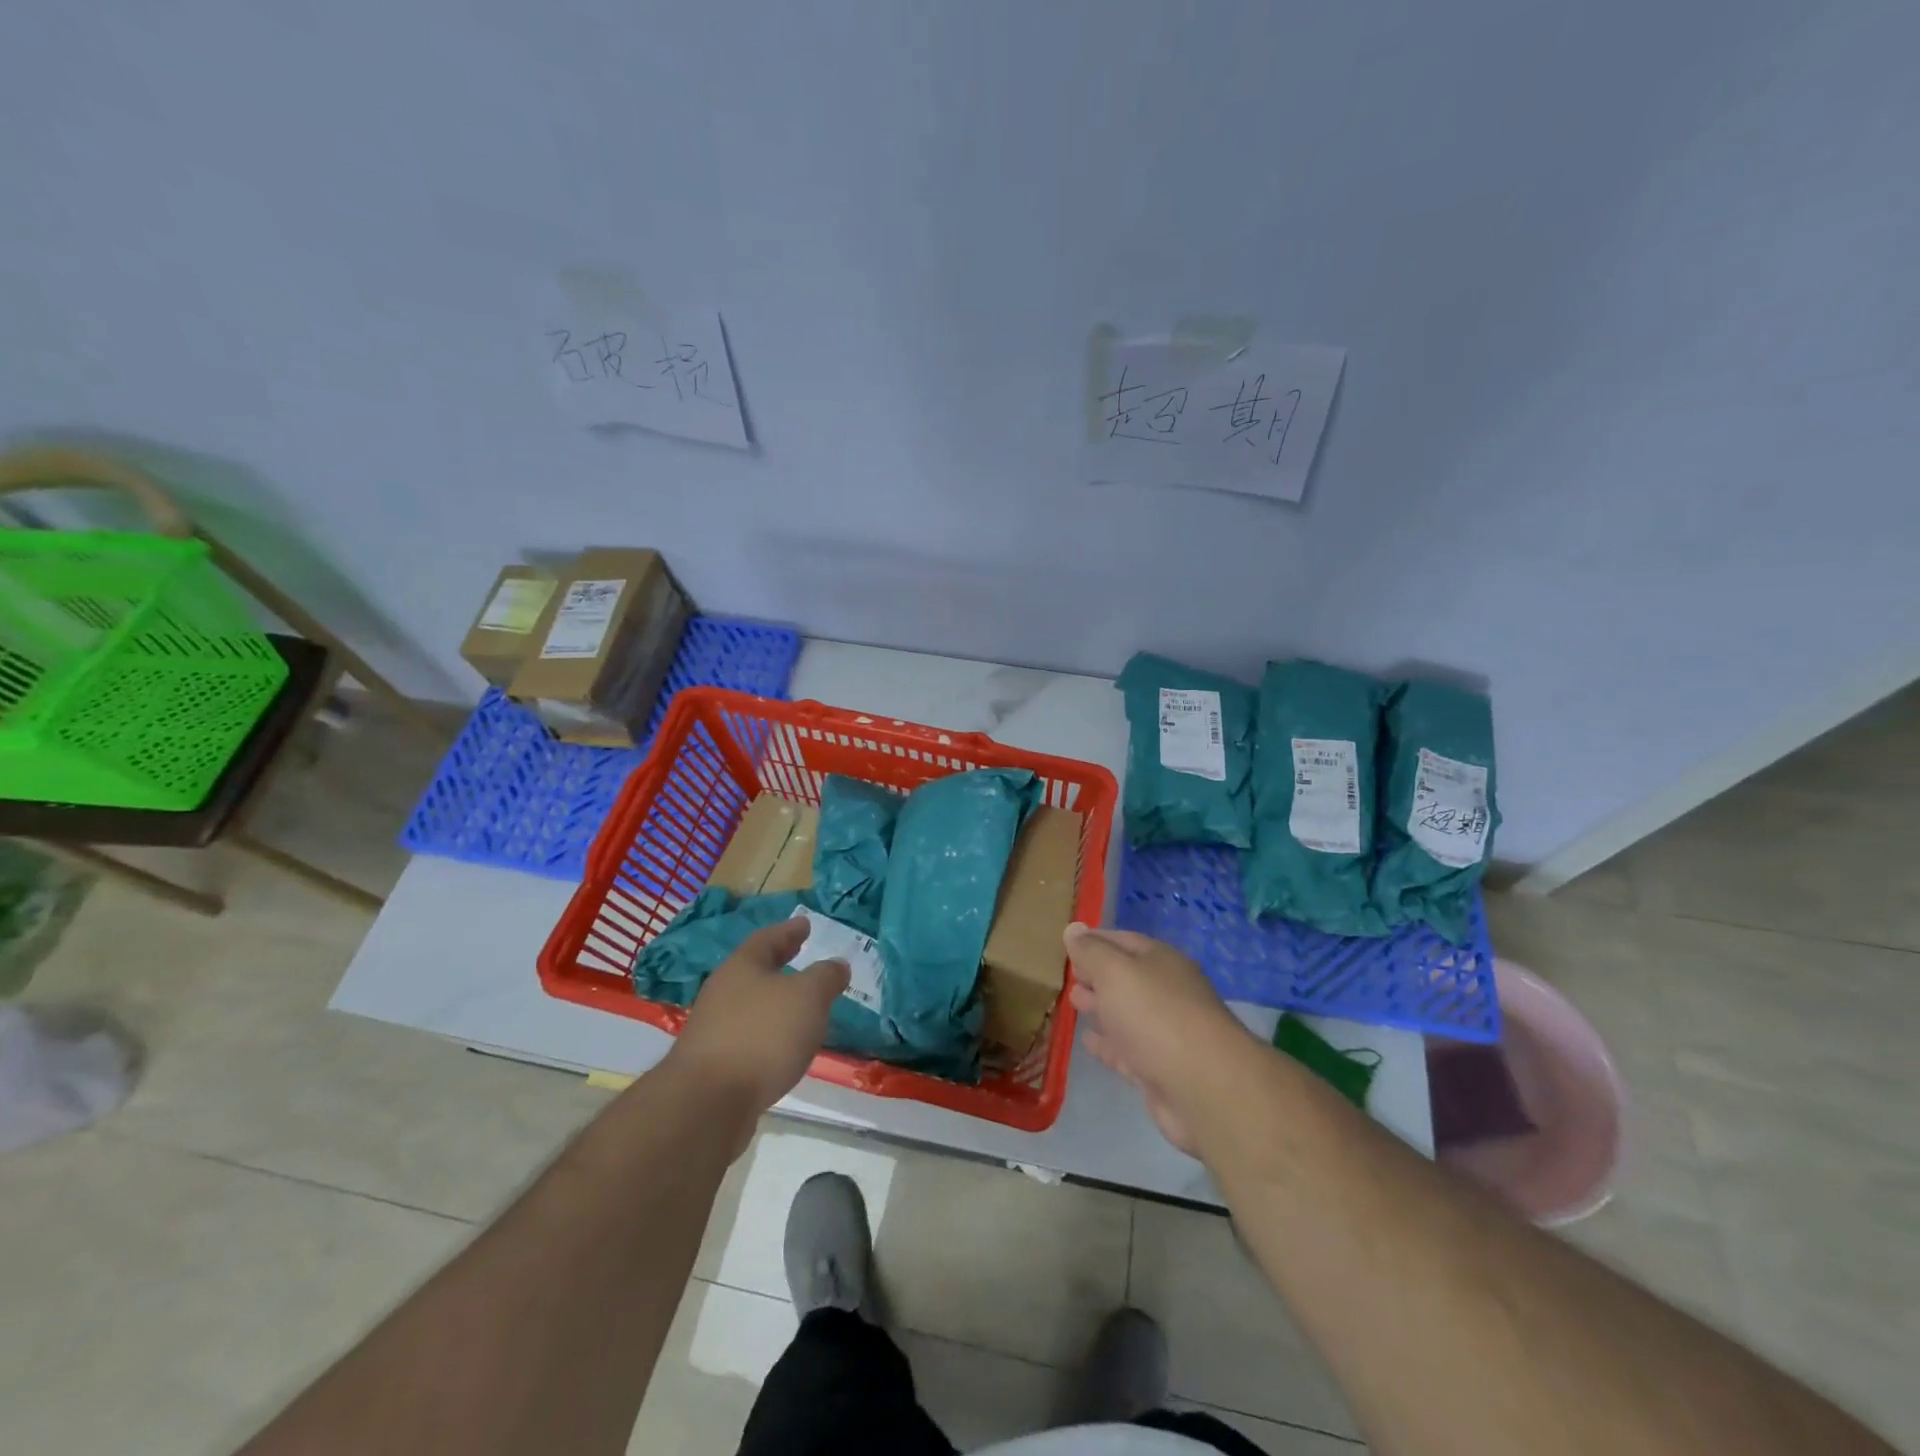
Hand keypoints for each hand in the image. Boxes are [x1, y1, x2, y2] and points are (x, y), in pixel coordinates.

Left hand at [668, 919, 849, 1125]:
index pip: (768, 939)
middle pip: (755, 971)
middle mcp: (723, 992)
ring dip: (775, 1002)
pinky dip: (769, 1034)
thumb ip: (825, 977)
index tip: (805, 923)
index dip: (789, 931)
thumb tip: (837, 964)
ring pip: (751, 1005)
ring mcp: (714, 1030)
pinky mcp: (714, 1065)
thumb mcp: (808, 997)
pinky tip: (784, 1047)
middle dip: (780, 964)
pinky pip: (749, 1037)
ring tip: (801, 1007)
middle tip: (801, 956)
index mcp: (742, 967)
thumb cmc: (762, 1035)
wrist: (708, 1103)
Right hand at [1065, 924, 1254, 1155]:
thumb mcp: (1115, 972)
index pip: (1122, 940)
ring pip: (1126, 1013)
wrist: (1205, 1088)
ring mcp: (1165, 1032)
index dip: (1094, 940)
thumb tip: (1073, 929)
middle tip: (1067, 974)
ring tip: (1073, 1001)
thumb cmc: (1156, 1015)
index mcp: (1161, 961)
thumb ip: (1091, 951)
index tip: (1067, 943)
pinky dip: (1107, 1044)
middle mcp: (1166, 992)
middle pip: (1126, 977)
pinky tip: (1087, 1042)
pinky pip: (1127, 1050)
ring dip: (1101, 1006)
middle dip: (1096, 974)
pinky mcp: (1160, 1070)